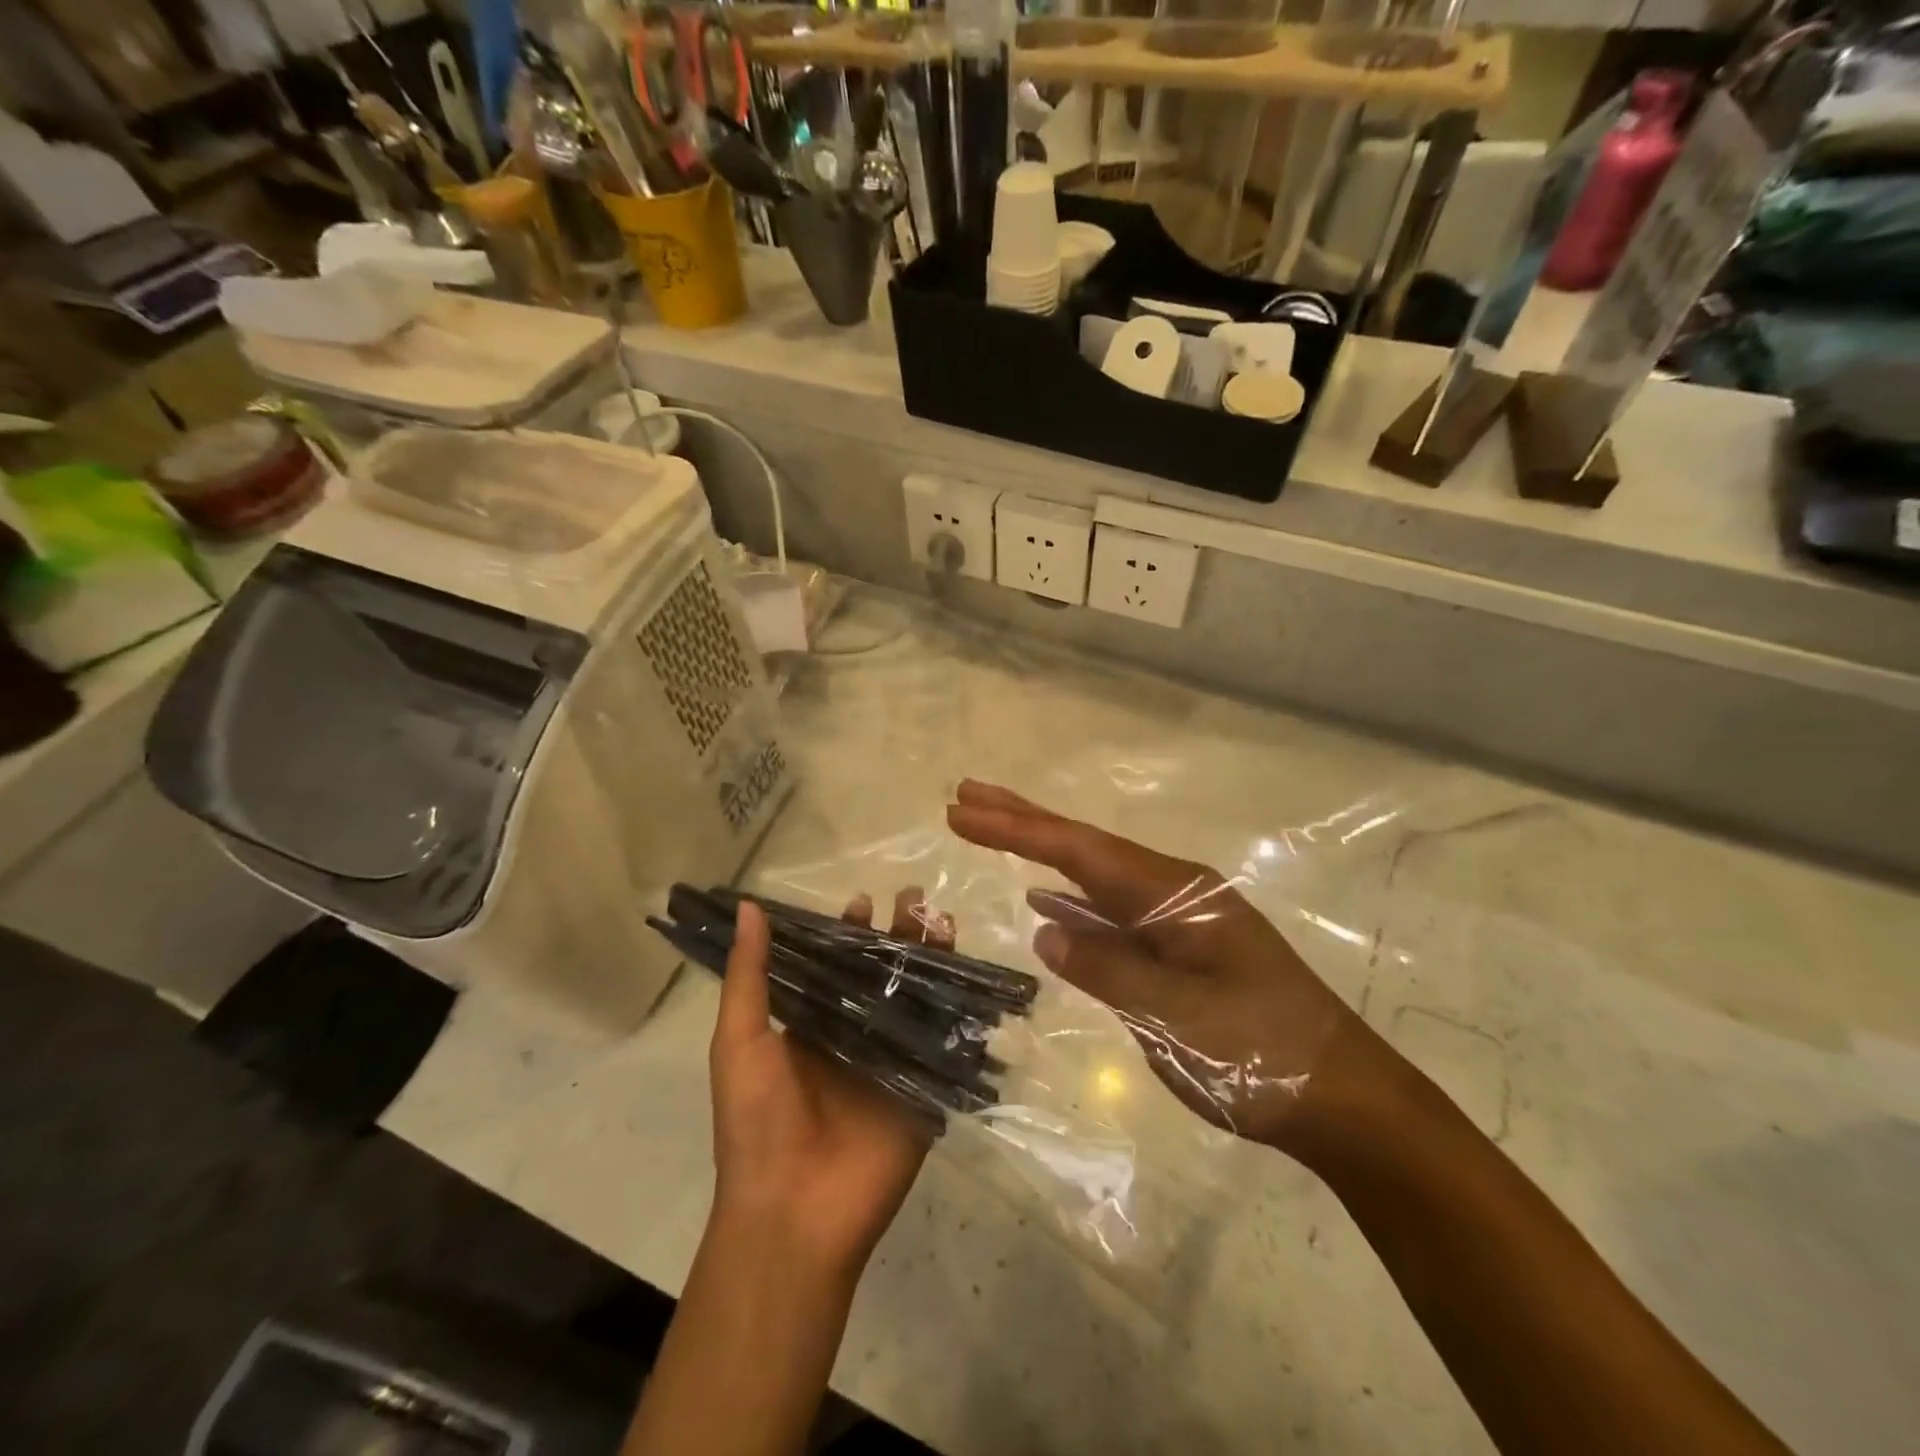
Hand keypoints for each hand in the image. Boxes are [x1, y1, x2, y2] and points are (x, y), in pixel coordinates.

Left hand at [707, 891, 945, 1285]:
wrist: (794, 1214)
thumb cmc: (756, 1123)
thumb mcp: (741, 1042)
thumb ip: (750, 976)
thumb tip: (750, 907)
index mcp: (811, 1026)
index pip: (835, 966)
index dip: (848, 933)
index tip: (863, 901)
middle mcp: (854, 1037)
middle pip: (882, 975)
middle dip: (898, 937)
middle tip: (915, 898)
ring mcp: (892, 1062)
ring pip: (916, 998)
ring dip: (930, 960)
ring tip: (942, 920)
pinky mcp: (923, 1089)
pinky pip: (943, 1041)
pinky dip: (958, 1008)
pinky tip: (970, 974)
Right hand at [947, 780, 1400, 1159]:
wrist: (1346, 1099)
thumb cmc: (1263, 1058)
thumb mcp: (1177, 1018)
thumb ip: (1106, 968)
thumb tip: (1043, 928)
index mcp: (1175, 894)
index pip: (1080, 851)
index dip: (1017, 829)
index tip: (962, 810)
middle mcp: (1174, 891)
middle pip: (1085, 846)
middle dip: (1023, 820)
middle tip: (966, 795)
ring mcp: (1179, 918)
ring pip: (1095, 876)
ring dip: (1042, 853)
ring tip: (994, 830)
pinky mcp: (1180, 948)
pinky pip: (1112, 911)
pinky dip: (1072, 900)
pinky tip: (1047, 902)